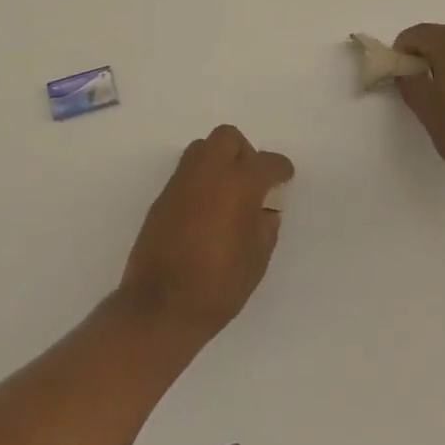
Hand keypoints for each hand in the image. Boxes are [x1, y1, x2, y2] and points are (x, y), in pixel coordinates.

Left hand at [117, 125, 294, 342]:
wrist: (160, 305)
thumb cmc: (218, 286)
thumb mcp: (257, 260)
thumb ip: (265, 226)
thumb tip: (264, 210)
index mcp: (239, 184)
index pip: (267, 162)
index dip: (280, 169)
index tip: (284, 178)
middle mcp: (209, 171)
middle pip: (228, 138)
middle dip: (244, 152)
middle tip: (252, 181)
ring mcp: (181, 180)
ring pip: (203, 148)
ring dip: (219, 160)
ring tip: (227, 193)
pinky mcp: (162, 195)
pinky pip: (187, 172)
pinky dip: (201, 179)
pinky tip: (206, 209)